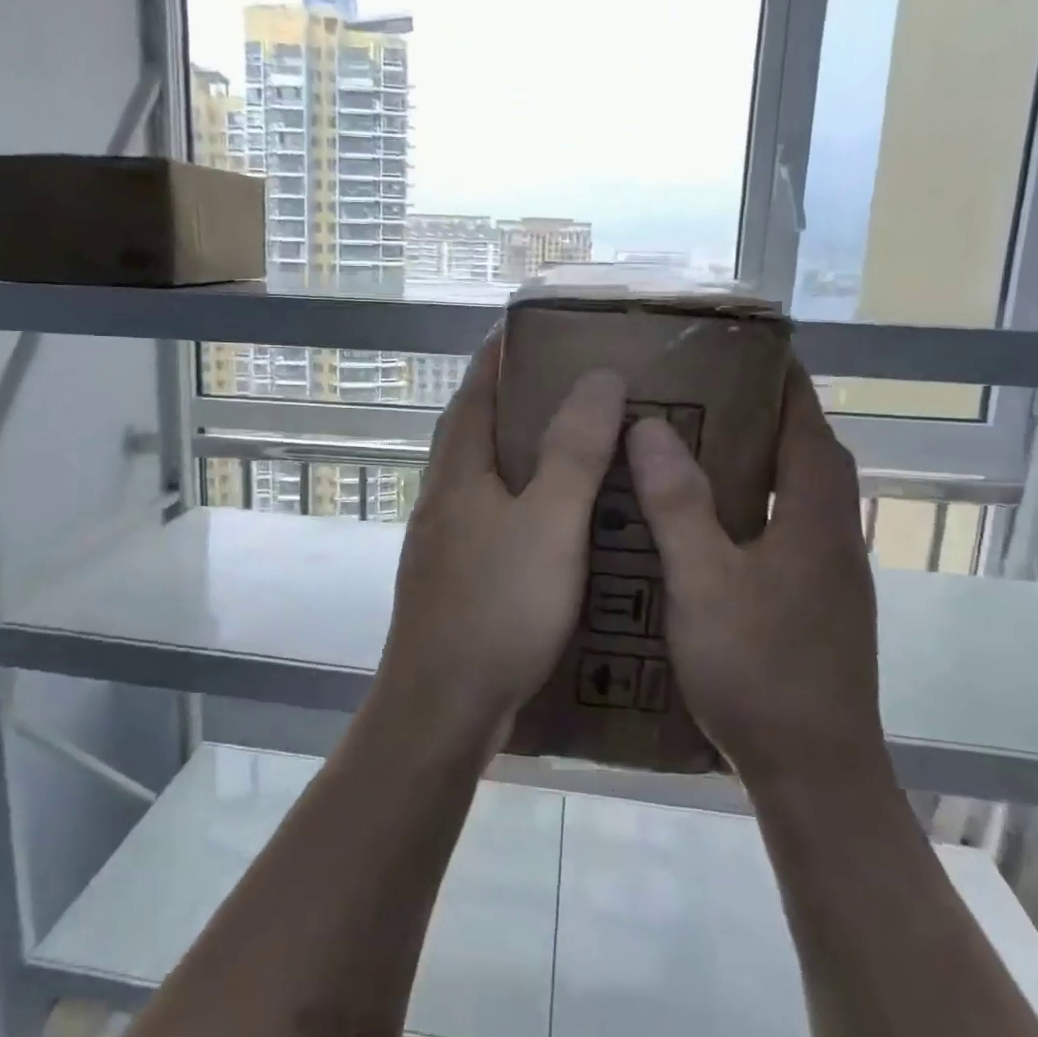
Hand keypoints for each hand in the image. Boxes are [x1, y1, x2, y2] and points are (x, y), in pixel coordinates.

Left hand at [374, 330, 624, 754]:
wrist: (441, 708)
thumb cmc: (497, 608)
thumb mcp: (549, 523)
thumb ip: (573, 450)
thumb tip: (596, 376)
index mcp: (457, 473)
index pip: (474, 393)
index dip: (498, 356)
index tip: (528, 328)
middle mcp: (441, 499)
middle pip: (474, 432)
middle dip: (513, 401)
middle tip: (570, 385)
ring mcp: (442, 543)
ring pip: (483, 480)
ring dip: (518, 455)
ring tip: (573, 447)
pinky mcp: (453, 581)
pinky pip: (491, 521)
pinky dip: (521, 504)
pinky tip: (554, 524)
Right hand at [624, 357, 885, 786]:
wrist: (814, 772)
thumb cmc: (759, 670)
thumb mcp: (704, 582)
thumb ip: (678, 504)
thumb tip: (651, 428)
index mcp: (816, 519)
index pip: (809, 426)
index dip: (786, 382)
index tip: (750, 349)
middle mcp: (834, 538)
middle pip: (808, 457)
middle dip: (768, 417)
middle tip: (706, 395)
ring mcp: (829, 577)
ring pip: (798, 499)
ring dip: (761, 465)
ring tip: (700, 448)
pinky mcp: (815, 607)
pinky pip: (786, 533)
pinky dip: (755, 510)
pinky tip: (708, 528)